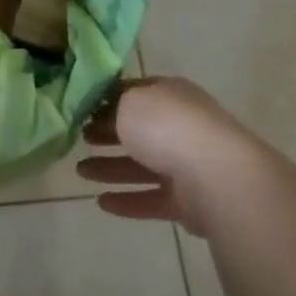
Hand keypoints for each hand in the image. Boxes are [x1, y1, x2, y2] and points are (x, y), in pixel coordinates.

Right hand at [78, 78, 252, 236]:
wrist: (216, 176)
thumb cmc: (167, 127)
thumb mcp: (128, 103)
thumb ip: (111, 107)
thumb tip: (100, 113)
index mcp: (169, 94)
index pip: (134, 92)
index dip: (107, 100)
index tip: (81, 110)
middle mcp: (180, 125)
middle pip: (138, 129)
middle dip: (107, 134)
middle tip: (80, 139)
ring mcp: (186, 164)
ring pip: (141, 165)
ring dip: (110, 168)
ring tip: (80, 172)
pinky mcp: (189, 201)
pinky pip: (151, 198)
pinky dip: (127, 200)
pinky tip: (101, 204)